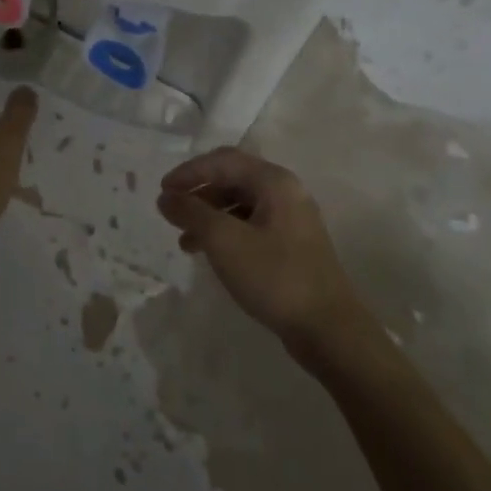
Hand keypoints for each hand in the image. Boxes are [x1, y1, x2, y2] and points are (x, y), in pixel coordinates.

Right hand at [156, 147, 364, 350]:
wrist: (328, 330)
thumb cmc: (274, 276)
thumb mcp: (224, 241)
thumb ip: (191, 212)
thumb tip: (166, 197)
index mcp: (274, 182)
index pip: (223, 160)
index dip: (189, 171)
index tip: (162, 190)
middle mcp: (286, 192)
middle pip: (232, 178)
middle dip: (198, 193)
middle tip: (171, 211)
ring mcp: (291, 219)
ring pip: (240, 204)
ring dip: (209, 215)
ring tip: (184, 240)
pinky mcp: (291, 245)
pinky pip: (250, 225)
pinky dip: (225, 232)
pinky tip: (209, 254)